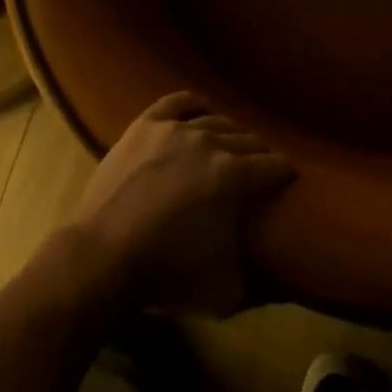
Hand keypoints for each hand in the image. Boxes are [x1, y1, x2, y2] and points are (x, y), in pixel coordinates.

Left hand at [74, 92, 294, 314]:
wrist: (103, 257)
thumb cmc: (167, 273)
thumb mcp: (224, 289)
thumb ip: (256, 278)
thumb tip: (279, 281)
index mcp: (233, 176)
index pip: (272, 166)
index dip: (284, 173)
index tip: (288, 178)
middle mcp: (209, 143)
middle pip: (247, 140)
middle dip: (259, 153)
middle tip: (260, 166)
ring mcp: (175, 130)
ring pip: (215, 121)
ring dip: (230, 132)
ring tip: (232, 144)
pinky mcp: (145, 126)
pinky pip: (177, 102)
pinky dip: (193, 104)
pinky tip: (200, 109)